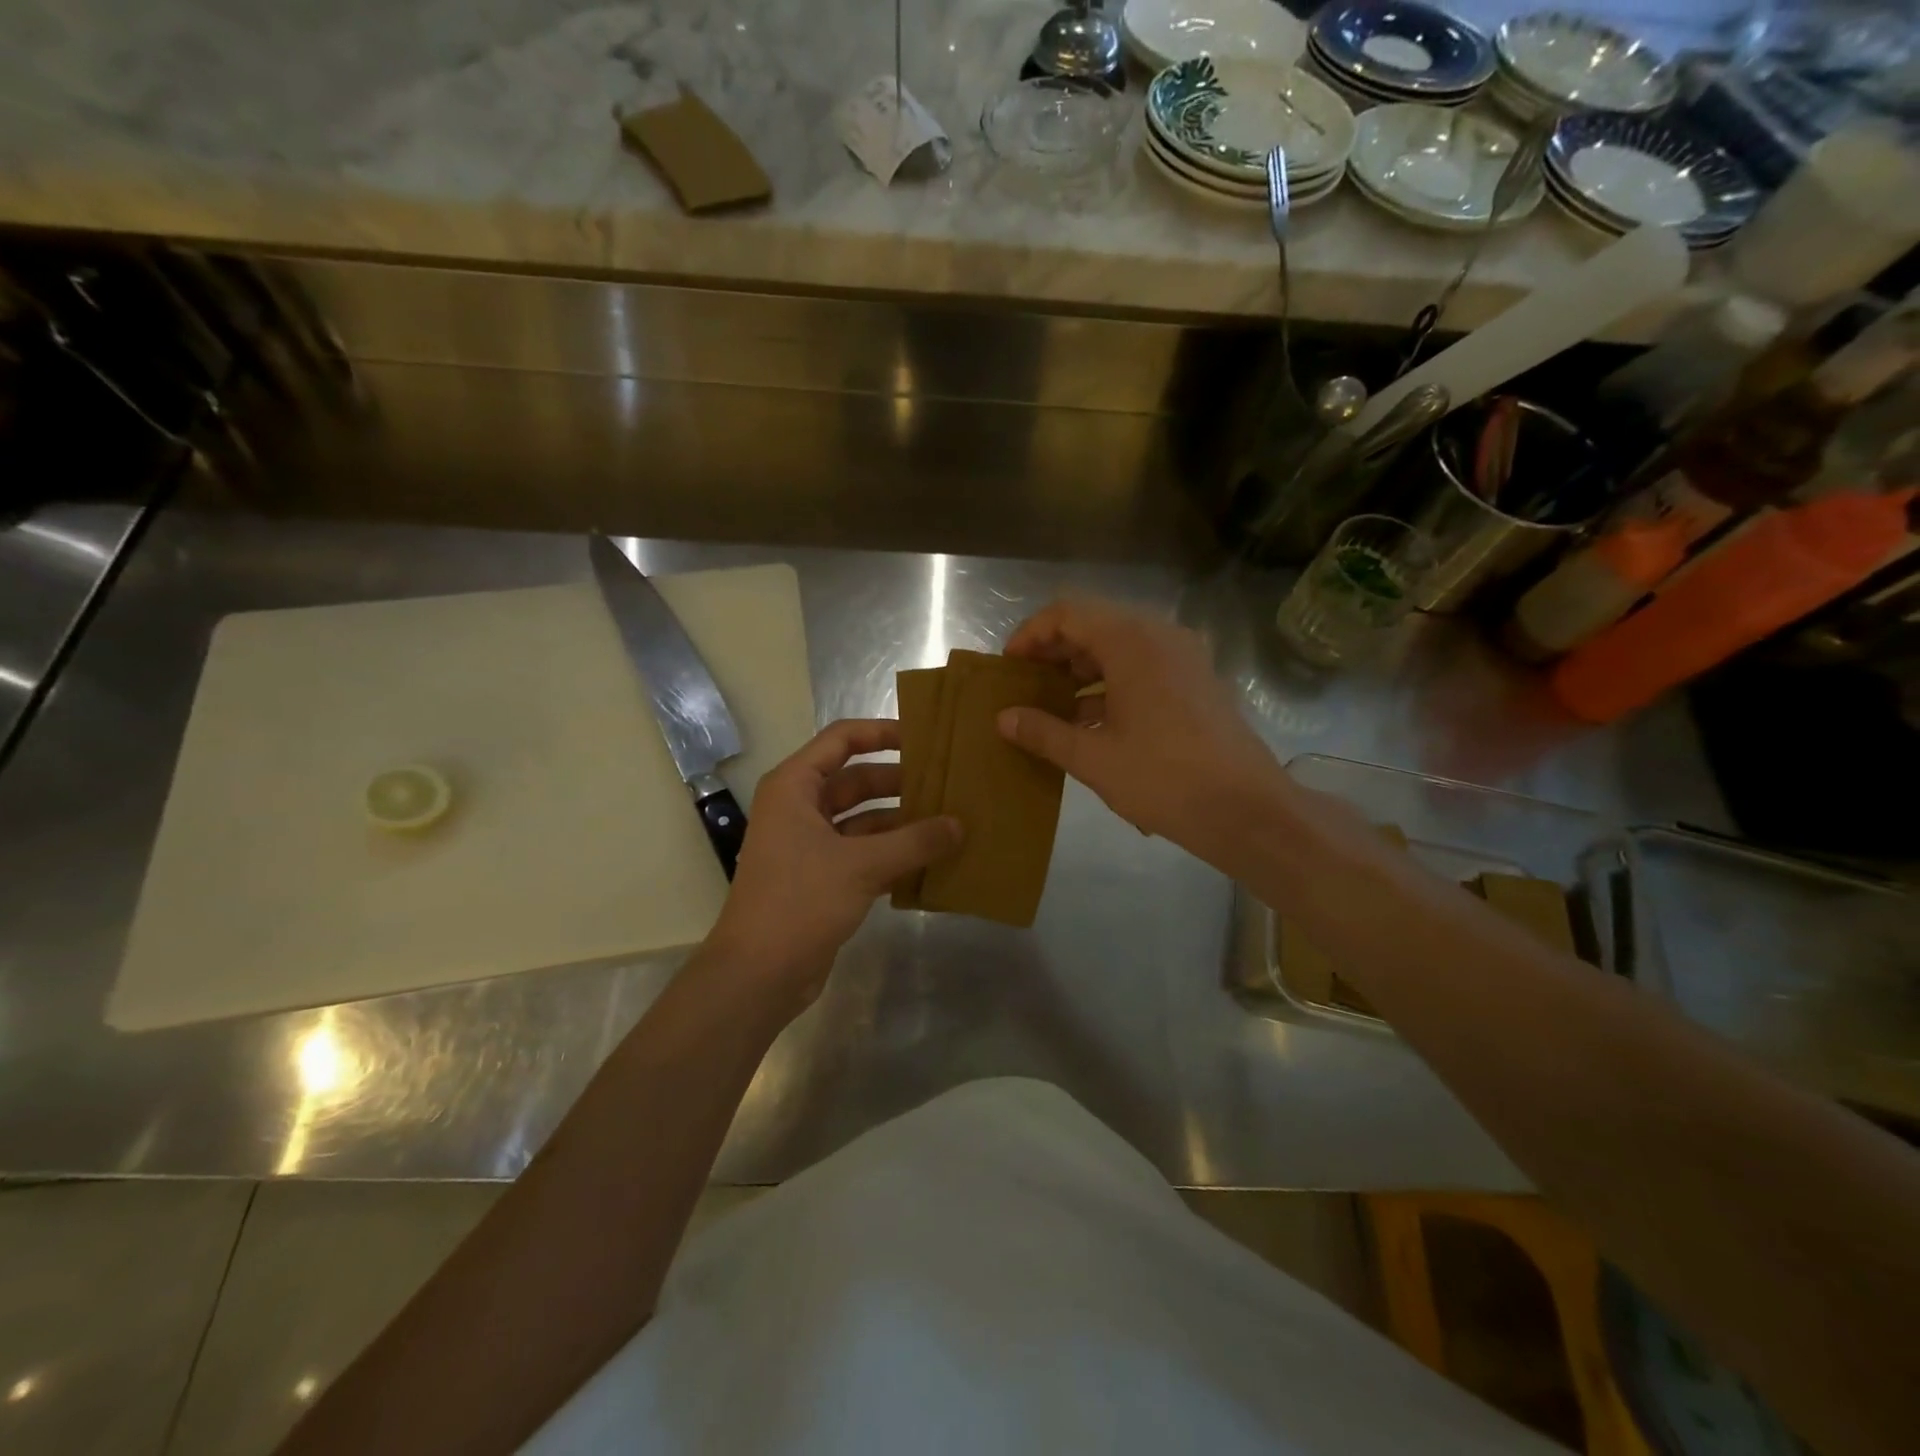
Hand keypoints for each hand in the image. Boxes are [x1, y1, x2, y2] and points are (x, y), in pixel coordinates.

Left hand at [706, 719, 960, 1007]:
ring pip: (862, 819)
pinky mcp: (821, 878)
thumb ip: (915, 841)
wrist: (758, 975)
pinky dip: (892, 854)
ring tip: (948, 822)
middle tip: (947, 783)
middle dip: (899, 782)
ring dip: (900, 822)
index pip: (842, 739)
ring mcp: (809, 845)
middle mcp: (799, 808)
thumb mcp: (862, 865)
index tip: (924, 737)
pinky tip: (930, 860)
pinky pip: (862, 853)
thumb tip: (959, 825)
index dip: (882, 732)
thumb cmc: (800, 902)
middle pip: (855, 780)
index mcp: (795, 787)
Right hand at [998, 598, 1287, 866]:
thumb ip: (1043, 732)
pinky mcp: (1197, 681)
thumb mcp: (1094, 758)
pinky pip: (1143, 667)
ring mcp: (1184, 657)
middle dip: (1054, 652)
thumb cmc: (1165, 778)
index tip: (1009, 666)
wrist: (1249, 810)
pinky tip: (1091, 722)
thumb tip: (1003, 718)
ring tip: (1052, 706)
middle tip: (1025, 686)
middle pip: (1094, 624)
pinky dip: (1112, 684)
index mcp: (1132, 641)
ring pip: (1119, 646)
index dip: (1030, 634)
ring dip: (1082, 669)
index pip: (1067, 612)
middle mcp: (1160, 635)